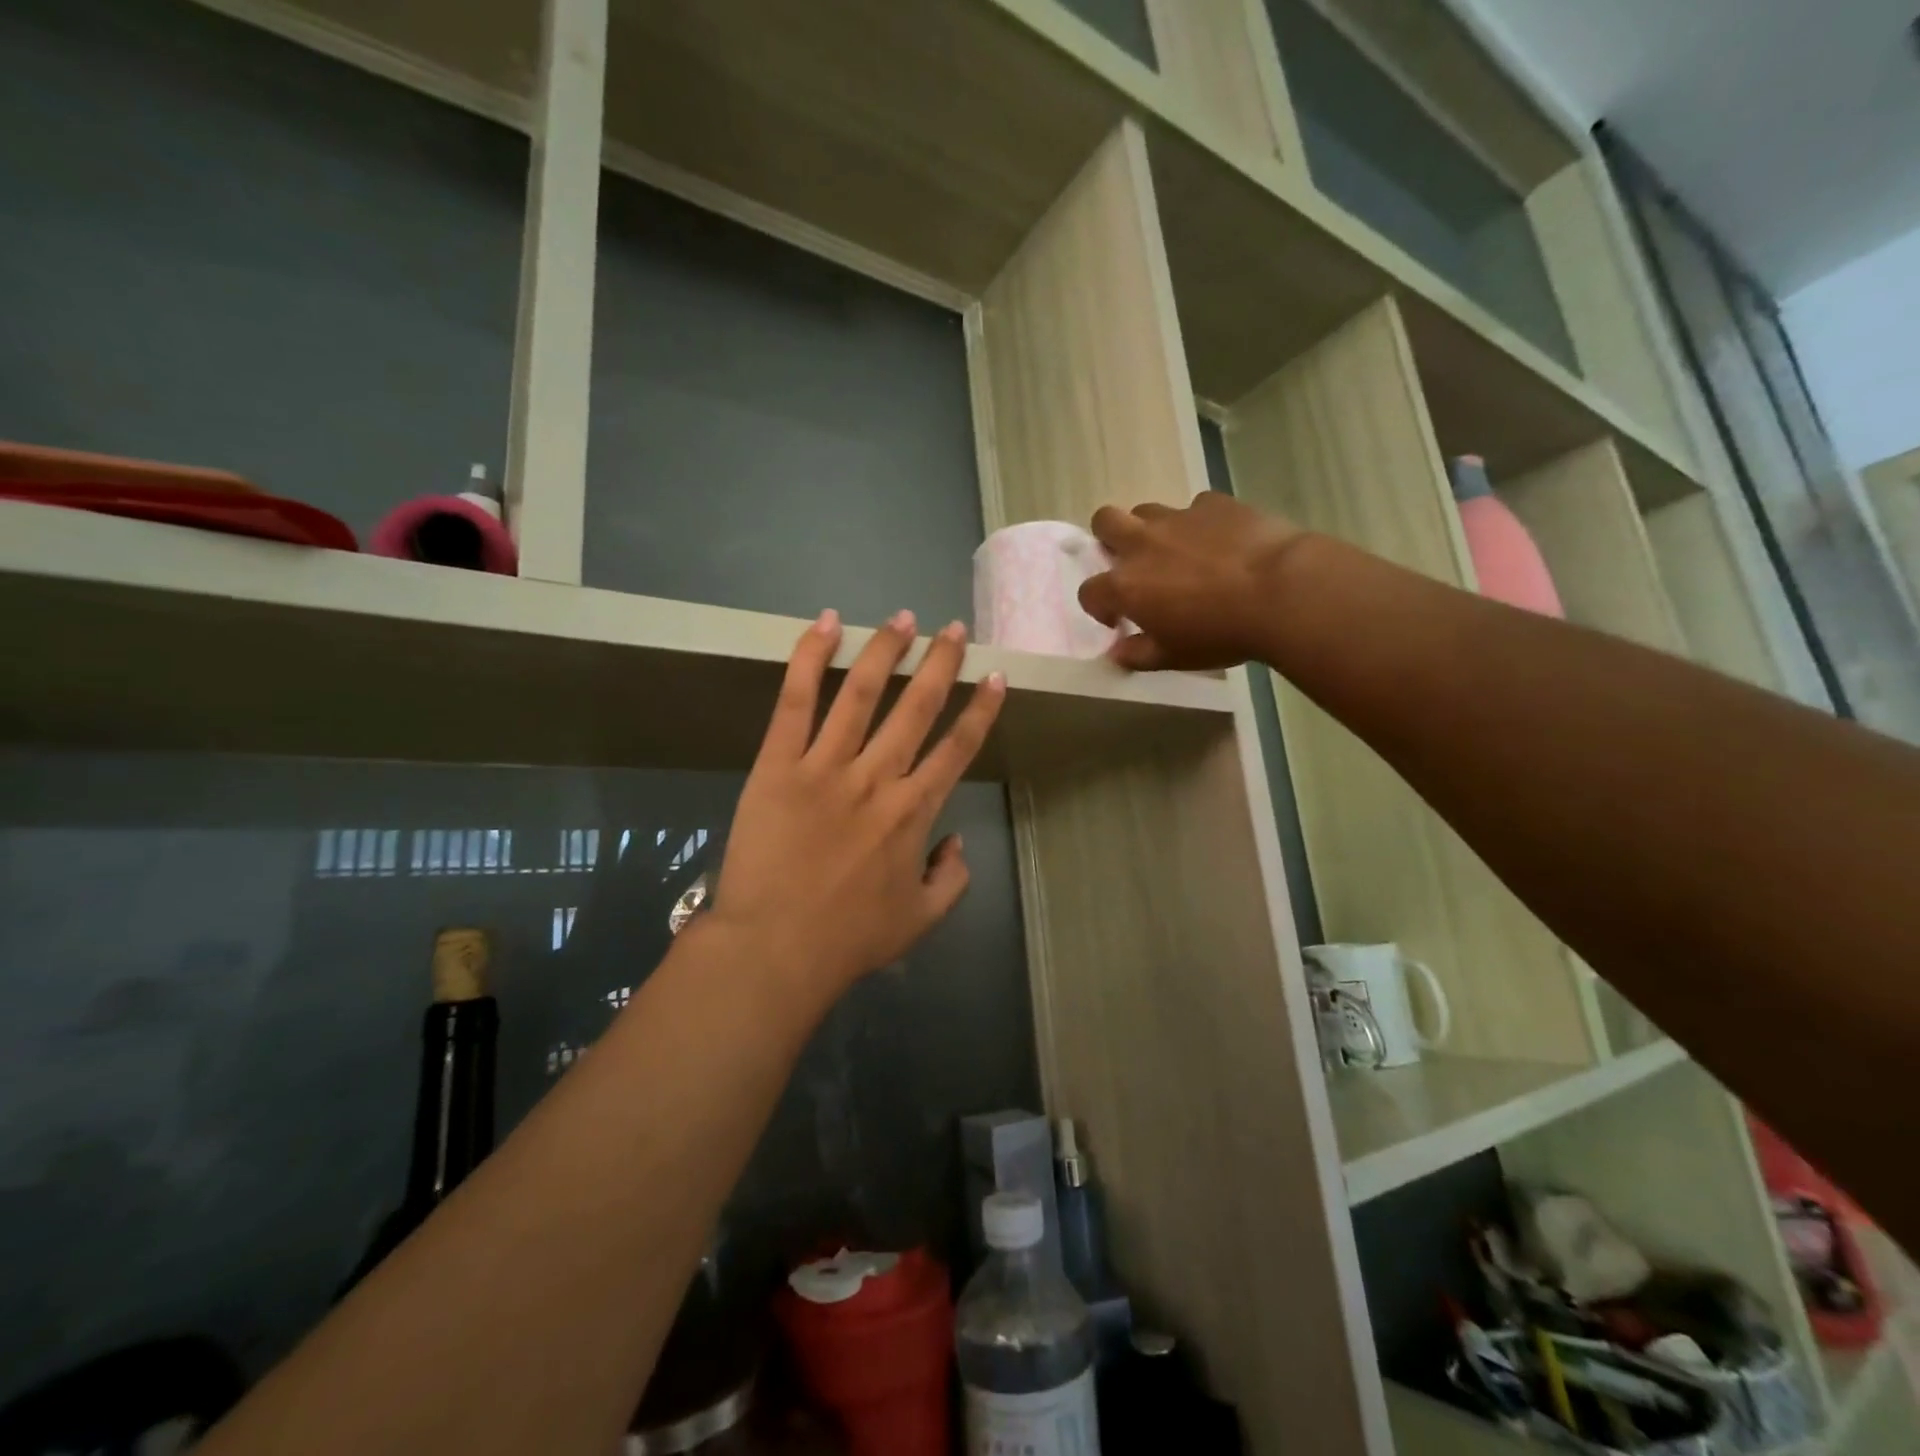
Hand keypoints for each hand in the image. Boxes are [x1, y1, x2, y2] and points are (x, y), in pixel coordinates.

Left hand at [704, 609, 1006, 1003]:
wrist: (774, 950)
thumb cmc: (848, 939)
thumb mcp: (920, 920)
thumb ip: (952, 879)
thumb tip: (956, 841)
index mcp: (914, 812)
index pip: (957, 748)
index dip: (981, 710)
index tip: (995, 677)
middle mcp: (878, 777)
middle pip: (918, 707)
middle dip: (942, 663)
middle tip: (955, 629)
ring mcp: (826, 766)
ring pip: (863, 692)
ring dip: (887, 650)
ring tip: (904, 618)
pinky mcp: (778, 764)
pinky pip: (796, 701)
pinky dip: (810, 658)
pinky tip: (826, 624)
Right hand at [1077, 494, 1302, 670]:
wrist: (1281, 591)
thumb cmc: (1220, 633)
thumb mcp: (1174, 657)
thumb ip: (1138, 654)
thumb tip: (1117, 652)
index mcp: (1126, 585)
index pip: (1089, 591)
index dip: (1099, 606)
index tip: (1118, 619)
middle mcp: (1142, 544)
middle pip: (1104, 521)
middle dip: (1108, 538)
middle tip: (1132, 562)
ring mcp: (1178, 518)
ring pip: (1147, 510)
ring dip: (1151, 529)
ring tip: (1177, 552)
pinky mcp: (1214, 504)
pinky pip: (1196, 507)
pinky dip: (1200, 523)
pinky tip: (1221, 541)